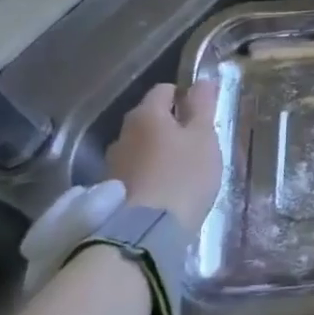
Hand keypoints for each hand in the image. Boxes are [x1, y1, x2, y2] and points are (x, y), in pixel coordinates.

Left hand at [106, 80, 222, 233]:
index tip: (202, 115)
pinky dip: (147, 175)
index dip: (185, 97)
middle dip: (170, 126)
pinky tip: (162, 191)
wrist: (145, 234)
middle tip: (194, 145)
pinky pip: (133, 172)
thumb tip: (201, 80)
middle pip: (150, 119)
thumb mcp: (204, 137)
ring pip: (140, 147)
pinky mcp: (109, 191)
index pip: (164, 90)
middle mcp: (123, 133)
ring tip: (178, 171)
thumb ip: (203, 106)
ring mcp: (112, 163)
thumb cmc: (183, 176)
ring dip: (156, 152)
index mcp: (146, 114)